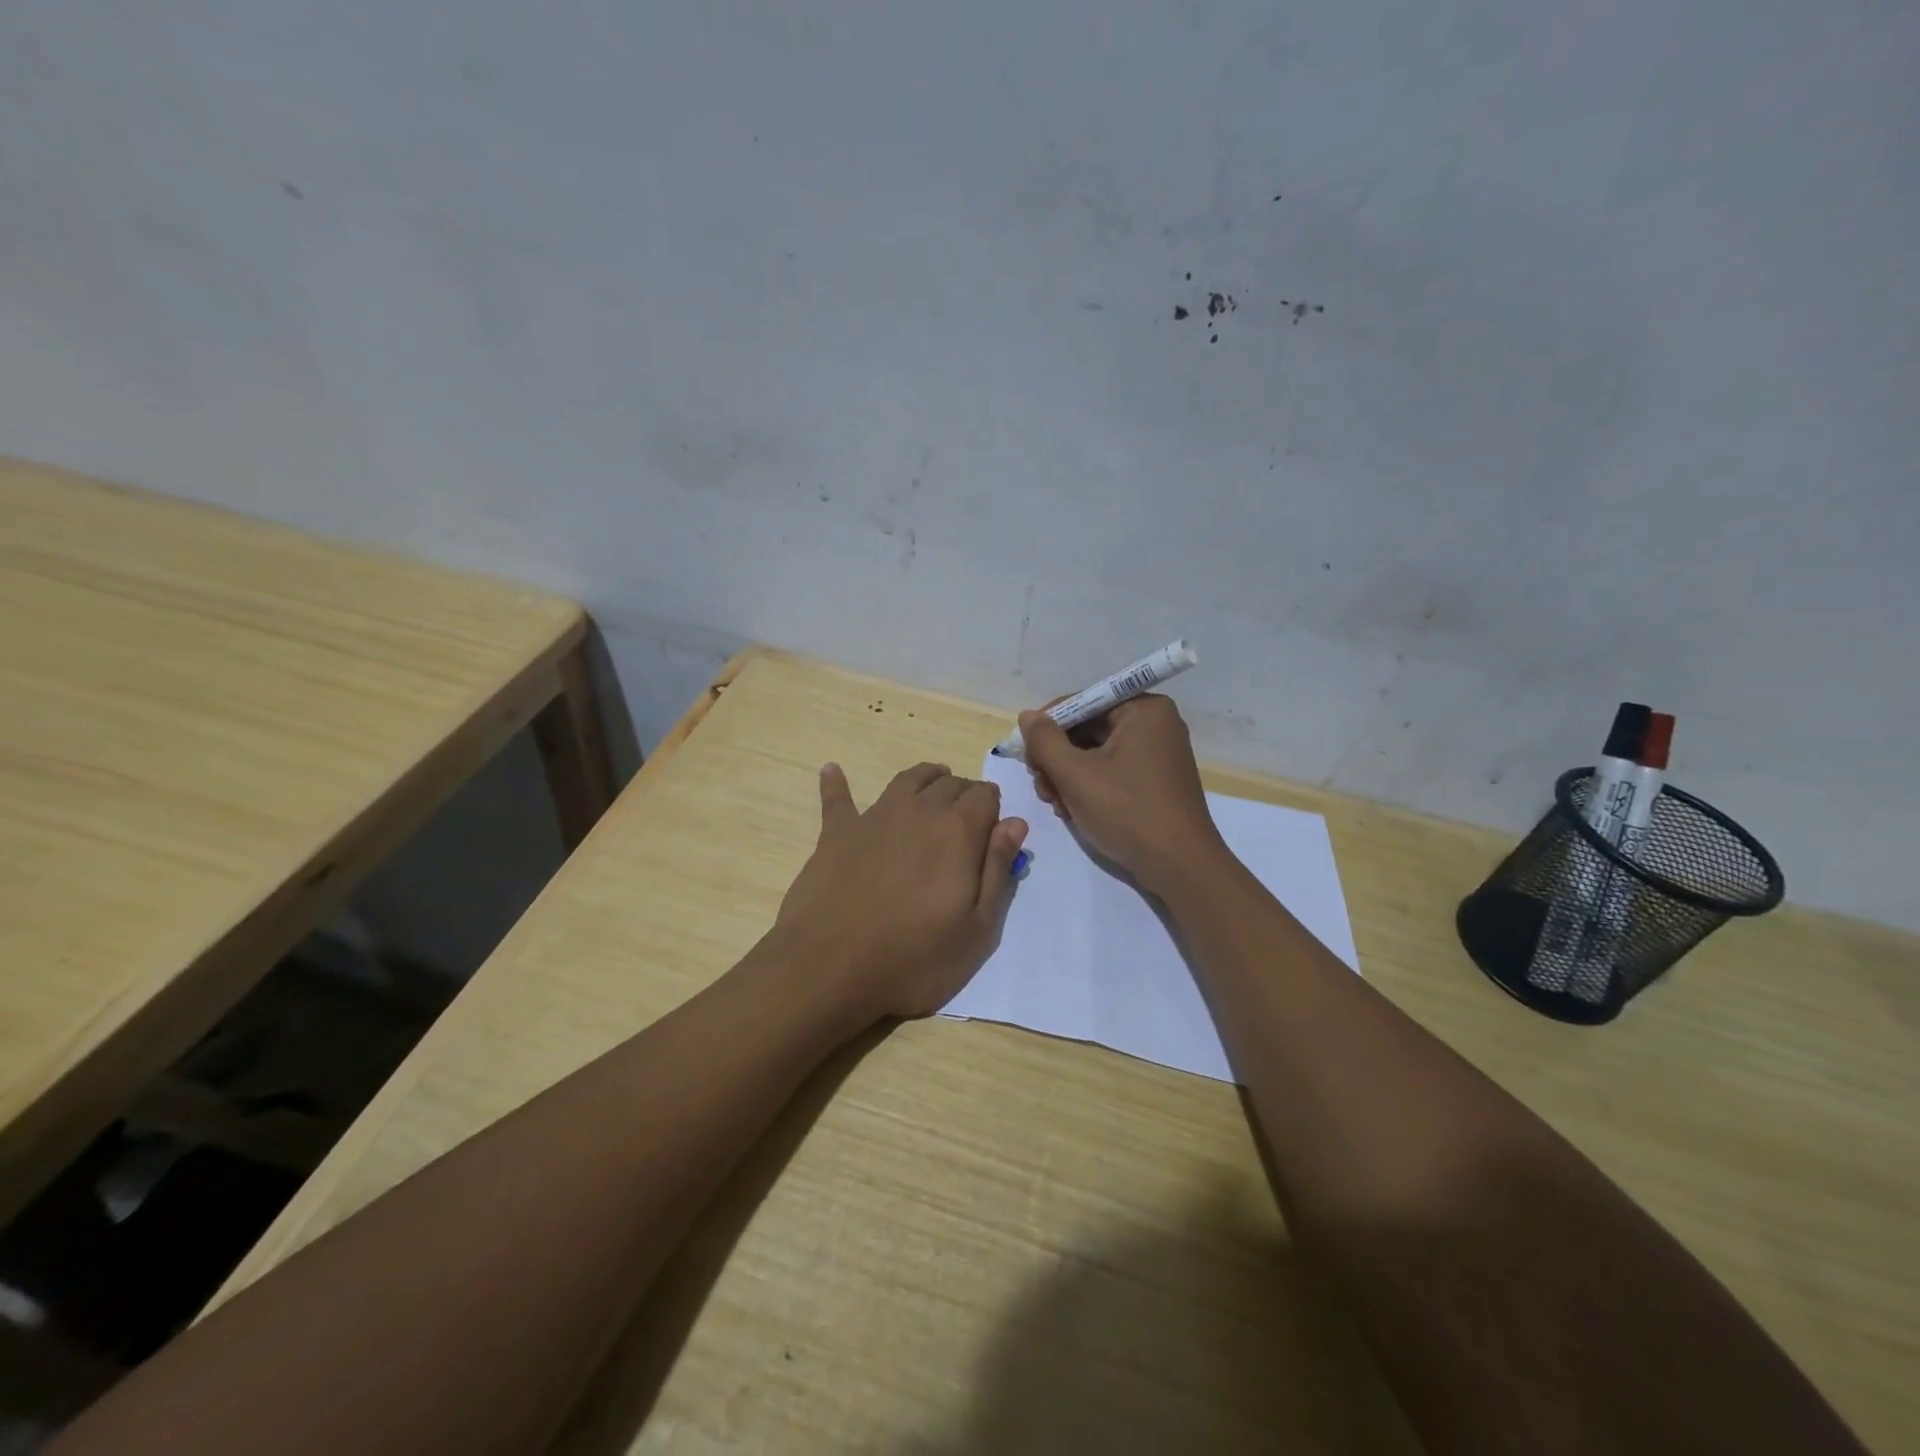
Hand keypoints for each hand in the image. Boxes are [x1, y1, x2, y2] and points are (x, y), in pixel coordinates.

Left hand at [774, 761, 1028, 1023]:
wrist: (830, 968)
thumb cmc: (915, 958)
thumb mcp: (977, 929)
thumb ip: (998, 870)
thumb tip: (1015, 823)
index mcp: (957, 831)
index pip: (986, 795)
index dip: (993, 810)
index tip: (991, 835)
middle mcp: (918, 811)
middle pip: (949, 784)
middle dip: (963, 795)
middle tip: (965, 821)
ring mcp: (874, 817)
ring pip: (907, 780)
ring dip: (925, 779)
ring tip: (932, 783)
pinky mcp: (836, 833)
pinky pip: (838, 799)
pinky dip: (836, 782)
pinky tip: (832, 770)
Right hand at [1019, 696, 1228, 898]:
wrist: (1180, 867)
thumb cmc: (1127, 812)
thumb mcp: (1075, 774)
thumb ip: (1045, 740)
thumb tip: (1028, 715)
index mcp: (1144, 710)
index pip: (1081, 703)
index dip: (1047, 727)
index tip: (1026, 756)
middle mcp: (1154, 724)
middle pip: (1087, 729)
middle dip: (1057, 758)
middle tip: (1040, 786)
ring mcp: (1157, 754)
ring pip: (1096, 753)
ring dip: (1068, 776)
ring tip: (1055, 803)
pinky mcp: (1155, 781)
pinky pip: (1112, 771)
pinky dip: (1089, 786)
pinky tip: (1073, 810)